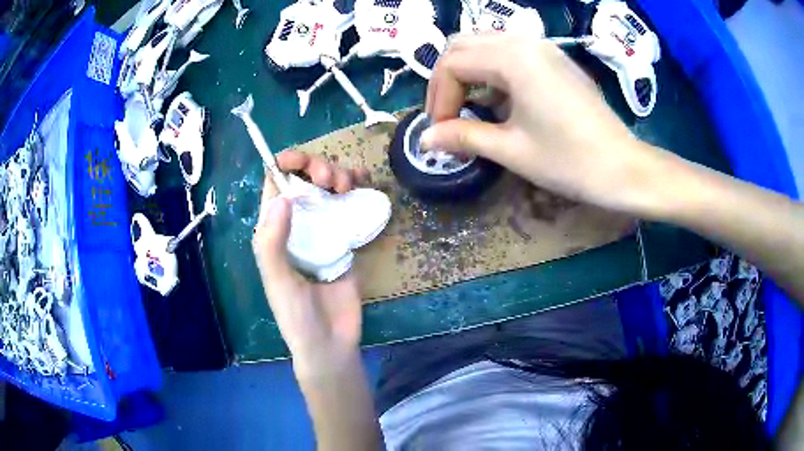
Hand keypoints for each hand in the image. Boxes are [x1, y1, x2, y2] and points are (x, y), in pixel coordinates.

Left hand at [252, 151, 368, 372]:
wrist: (331, 342)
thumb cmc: (296, 316)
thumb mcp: (278, 281)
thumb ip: (273, 242)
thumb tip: (284, 197)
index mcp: (273, 231)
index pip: (274, 185)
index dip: (286, 164)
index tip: (303, 161)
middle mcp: (297, 225)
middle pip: (304, 180)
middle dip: (316, 167)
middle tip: (331, 180)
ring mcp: (323, 230)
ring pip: (328, 188)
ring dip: (338, 174)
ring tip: (349, 183)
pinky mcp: (346, 239)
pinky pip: (350, 206)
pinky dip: (357, 189)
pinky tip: (364, 184)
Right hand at [423, 34, 673, 216]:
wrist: (624, 168)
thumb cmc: (570, 161)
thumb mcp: (511, 150)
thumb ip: (463, 137)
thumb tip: (425, 138)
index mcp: (512, 58)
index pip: (452, 64)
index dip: (438, 98)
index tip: (441, 132)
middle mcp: (524, 41)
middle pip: (463, 45)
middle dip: (447, 80)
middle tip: (447, 116)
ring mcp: (543, 47)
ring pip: (485, 45)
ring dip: (468, 73)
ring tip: (469, 109)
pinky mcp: (555, 59)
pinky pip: (509, 52)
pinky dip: (492, 71)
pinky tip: (499, 100)